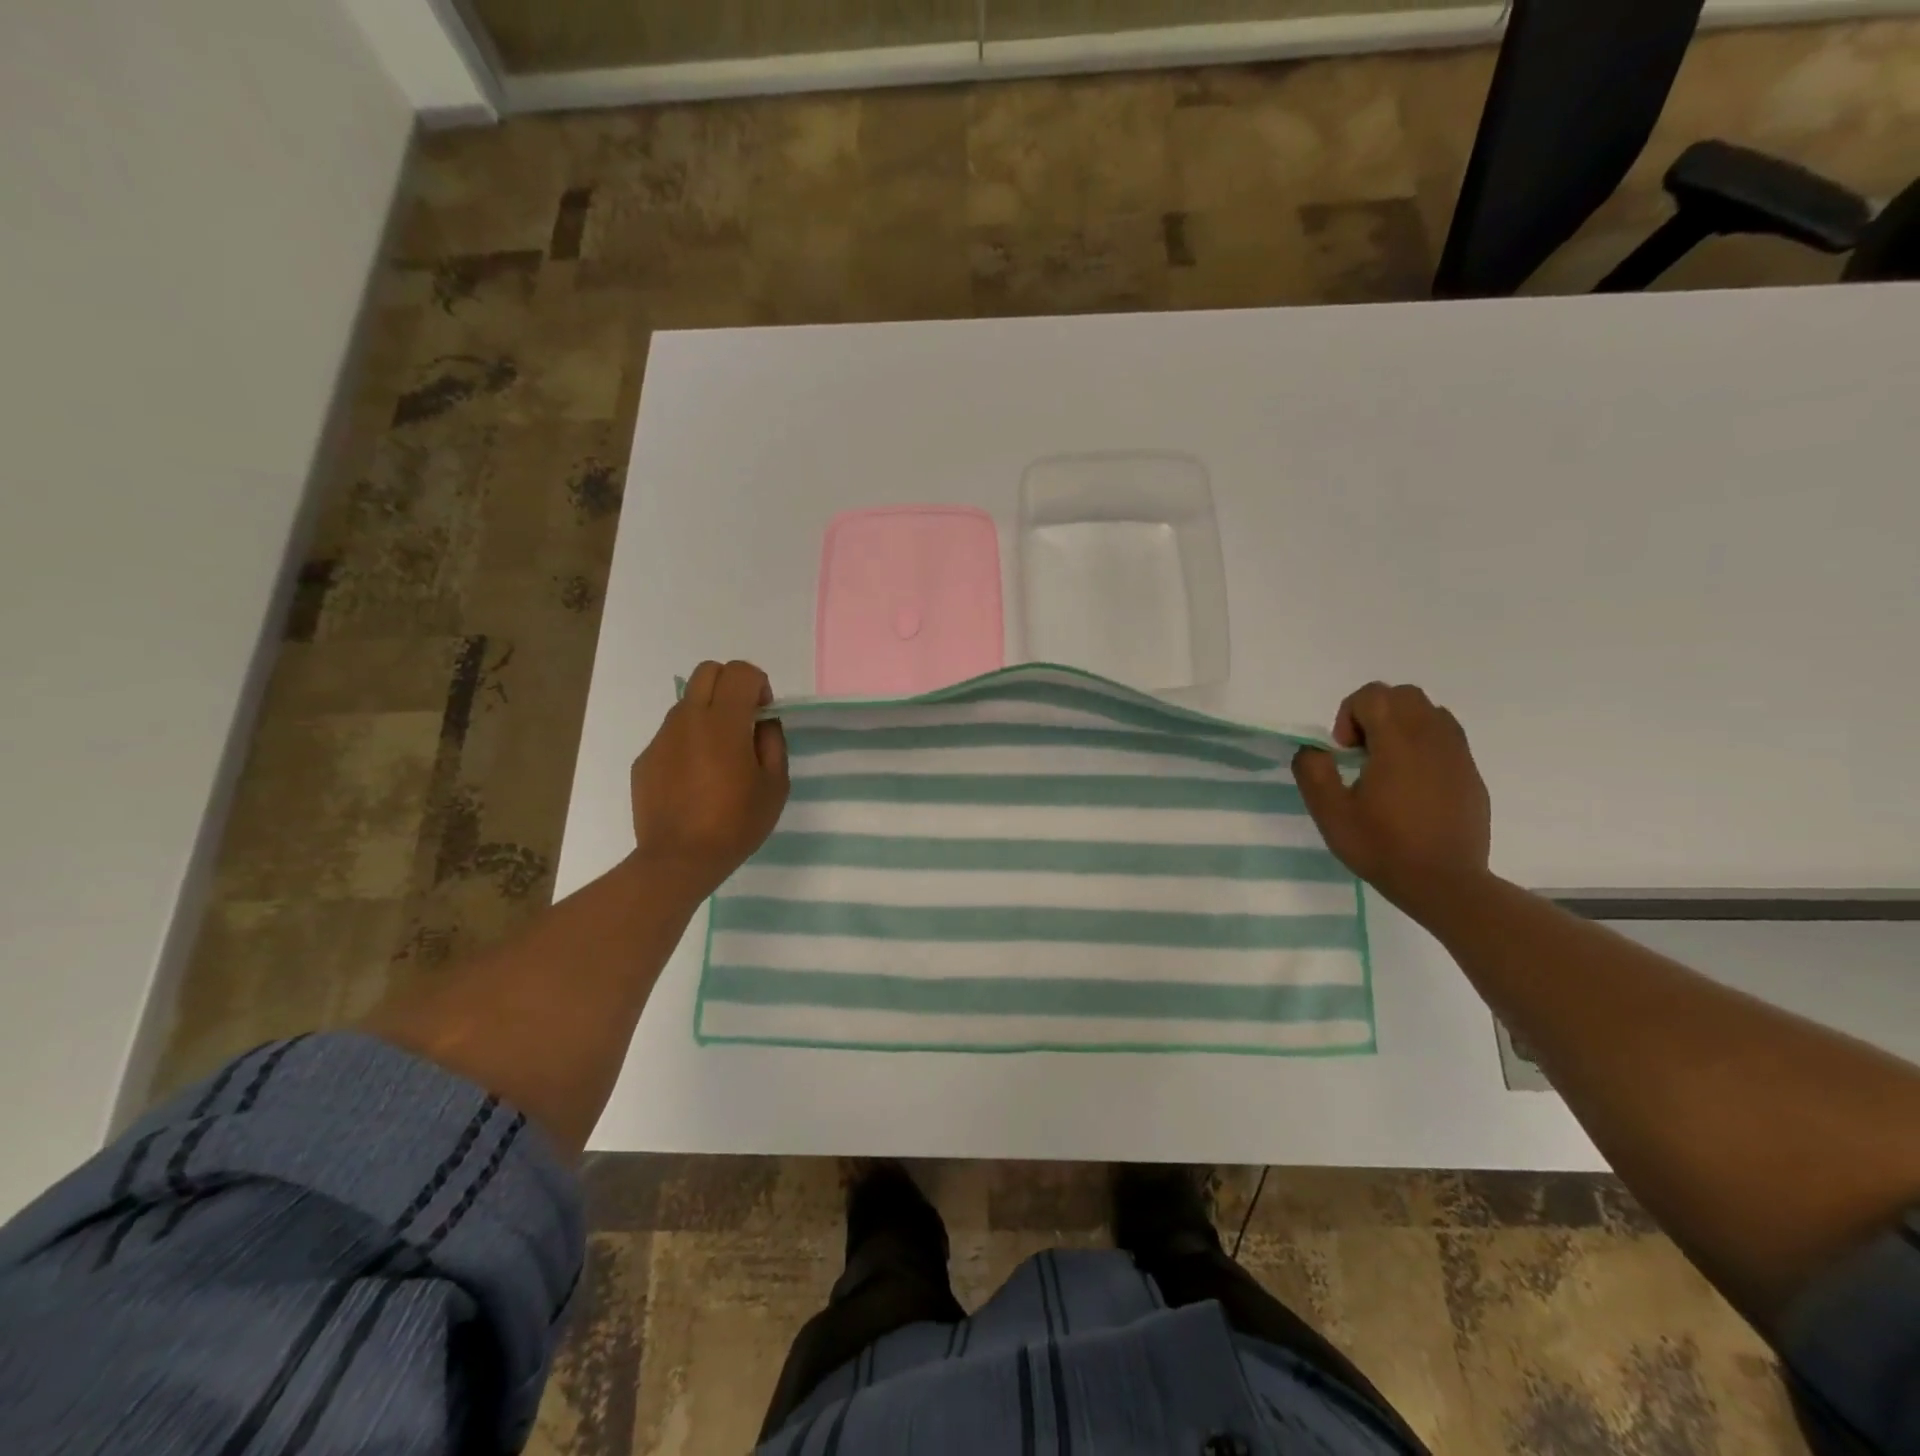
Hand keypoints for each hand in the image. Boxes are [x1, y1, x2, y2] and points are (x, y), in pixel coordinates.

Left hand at [630, 660, 788, 898]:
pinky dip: (688, 743)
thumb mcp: (775, 785)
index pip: (740, 671)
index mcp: (724, 721)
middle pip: (708, 672)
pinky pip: (672, 735)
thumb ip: (773, 743)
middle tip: (743, 722)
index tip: (764, 715)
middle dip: (731, 686)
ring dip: (708, 714)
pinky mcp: (645, 758)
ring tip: (719, 757)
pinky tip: (696, 780)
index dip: (759, 684)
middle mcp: (688, 718)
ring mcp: (662, 738)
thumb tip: (762, 723)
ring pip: (687, 703)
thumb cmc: (735, 823)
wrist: (679, 859)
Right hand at [1291, 682, 1491, 915]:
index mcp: (1397, 742)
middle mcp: (1432, 737)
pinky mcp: (1471, 773)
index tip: (1344, 753)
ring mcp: (1458, 754)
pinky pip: (1446, 738)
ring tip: (1387, 765)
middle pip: (1403, 695)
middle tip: (1362, 753)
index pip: (1373, 695)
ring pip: (1429, 712)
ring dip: (1401, 726)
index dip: (1348, 715)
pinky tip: (1412, 784)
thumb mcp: (1330, 813)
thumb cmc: (1382, 846)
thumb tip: (1314, 750)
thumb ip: (1313, 771)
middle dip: (1375, 713)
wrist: (1445, 883)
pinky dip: (1423, 745)